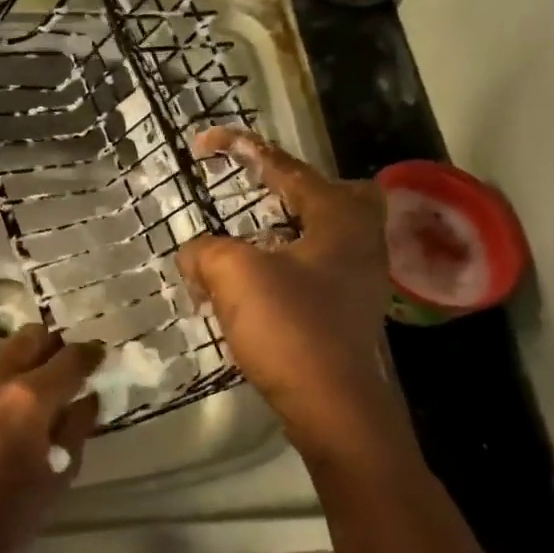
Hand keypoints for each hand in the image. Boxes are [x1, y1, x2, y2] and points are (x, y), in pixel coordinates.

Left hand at [0, 324, 103, 552]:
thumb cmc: (6, 514)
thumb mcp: (57, 475)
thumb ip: (77, 427)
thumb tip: (89, 396)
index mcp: (30, 400)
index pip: (71, 358)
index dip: (90, 353)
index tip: (97, 355)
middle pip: (33, 336)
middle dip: (52, 346)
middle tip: (60, 366)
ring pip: (3, 353)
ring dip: (19, 367)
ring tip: (20, 398)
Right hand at [178, 128, 399, 458]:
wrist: (334, 408)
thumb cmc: (291, 328)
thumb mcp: (234, 274)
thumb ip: (206, 250)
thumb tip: (195, 253)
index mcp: (338, 218)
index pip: (286, 167)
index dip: (242, 149)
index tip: (204, 144)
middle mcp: (359, 241)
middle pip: (337, 193)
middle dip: (296, 186)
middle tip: (260, 191)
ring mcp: (358, 280)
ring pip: (325, 235)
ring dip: (285, 229)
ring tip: (244, 237)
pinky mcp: (347, 313)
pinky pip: (315, 269)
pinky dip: (284, 264)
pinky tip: (254, 283)